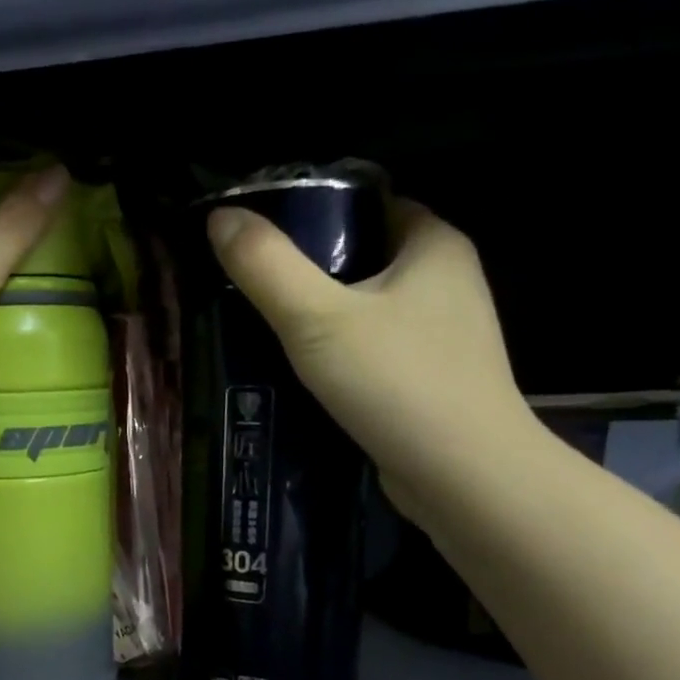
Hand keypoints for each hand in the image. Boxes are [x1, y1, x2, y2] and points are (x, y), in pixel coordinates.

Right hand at [206, 199, 537, 510]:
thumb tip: (219, 216)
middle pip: (365, 258)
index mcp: (434, 244)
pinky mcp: (431, 381)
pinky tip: (303, 376)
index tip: (261, 238)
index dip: (315, 213)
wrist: (461, 475)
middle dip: (311, 272)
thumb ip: (266, 267)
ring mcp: (444, 335)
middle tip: (252, 288)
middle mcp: (448, 281)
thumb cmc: (396, 382)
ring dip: (323, 320)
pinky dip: (341, 357)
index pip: (369, 204)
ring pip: (369, 310)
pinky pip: (375, 352)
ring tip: (266, 331)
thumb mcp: (316, 319)